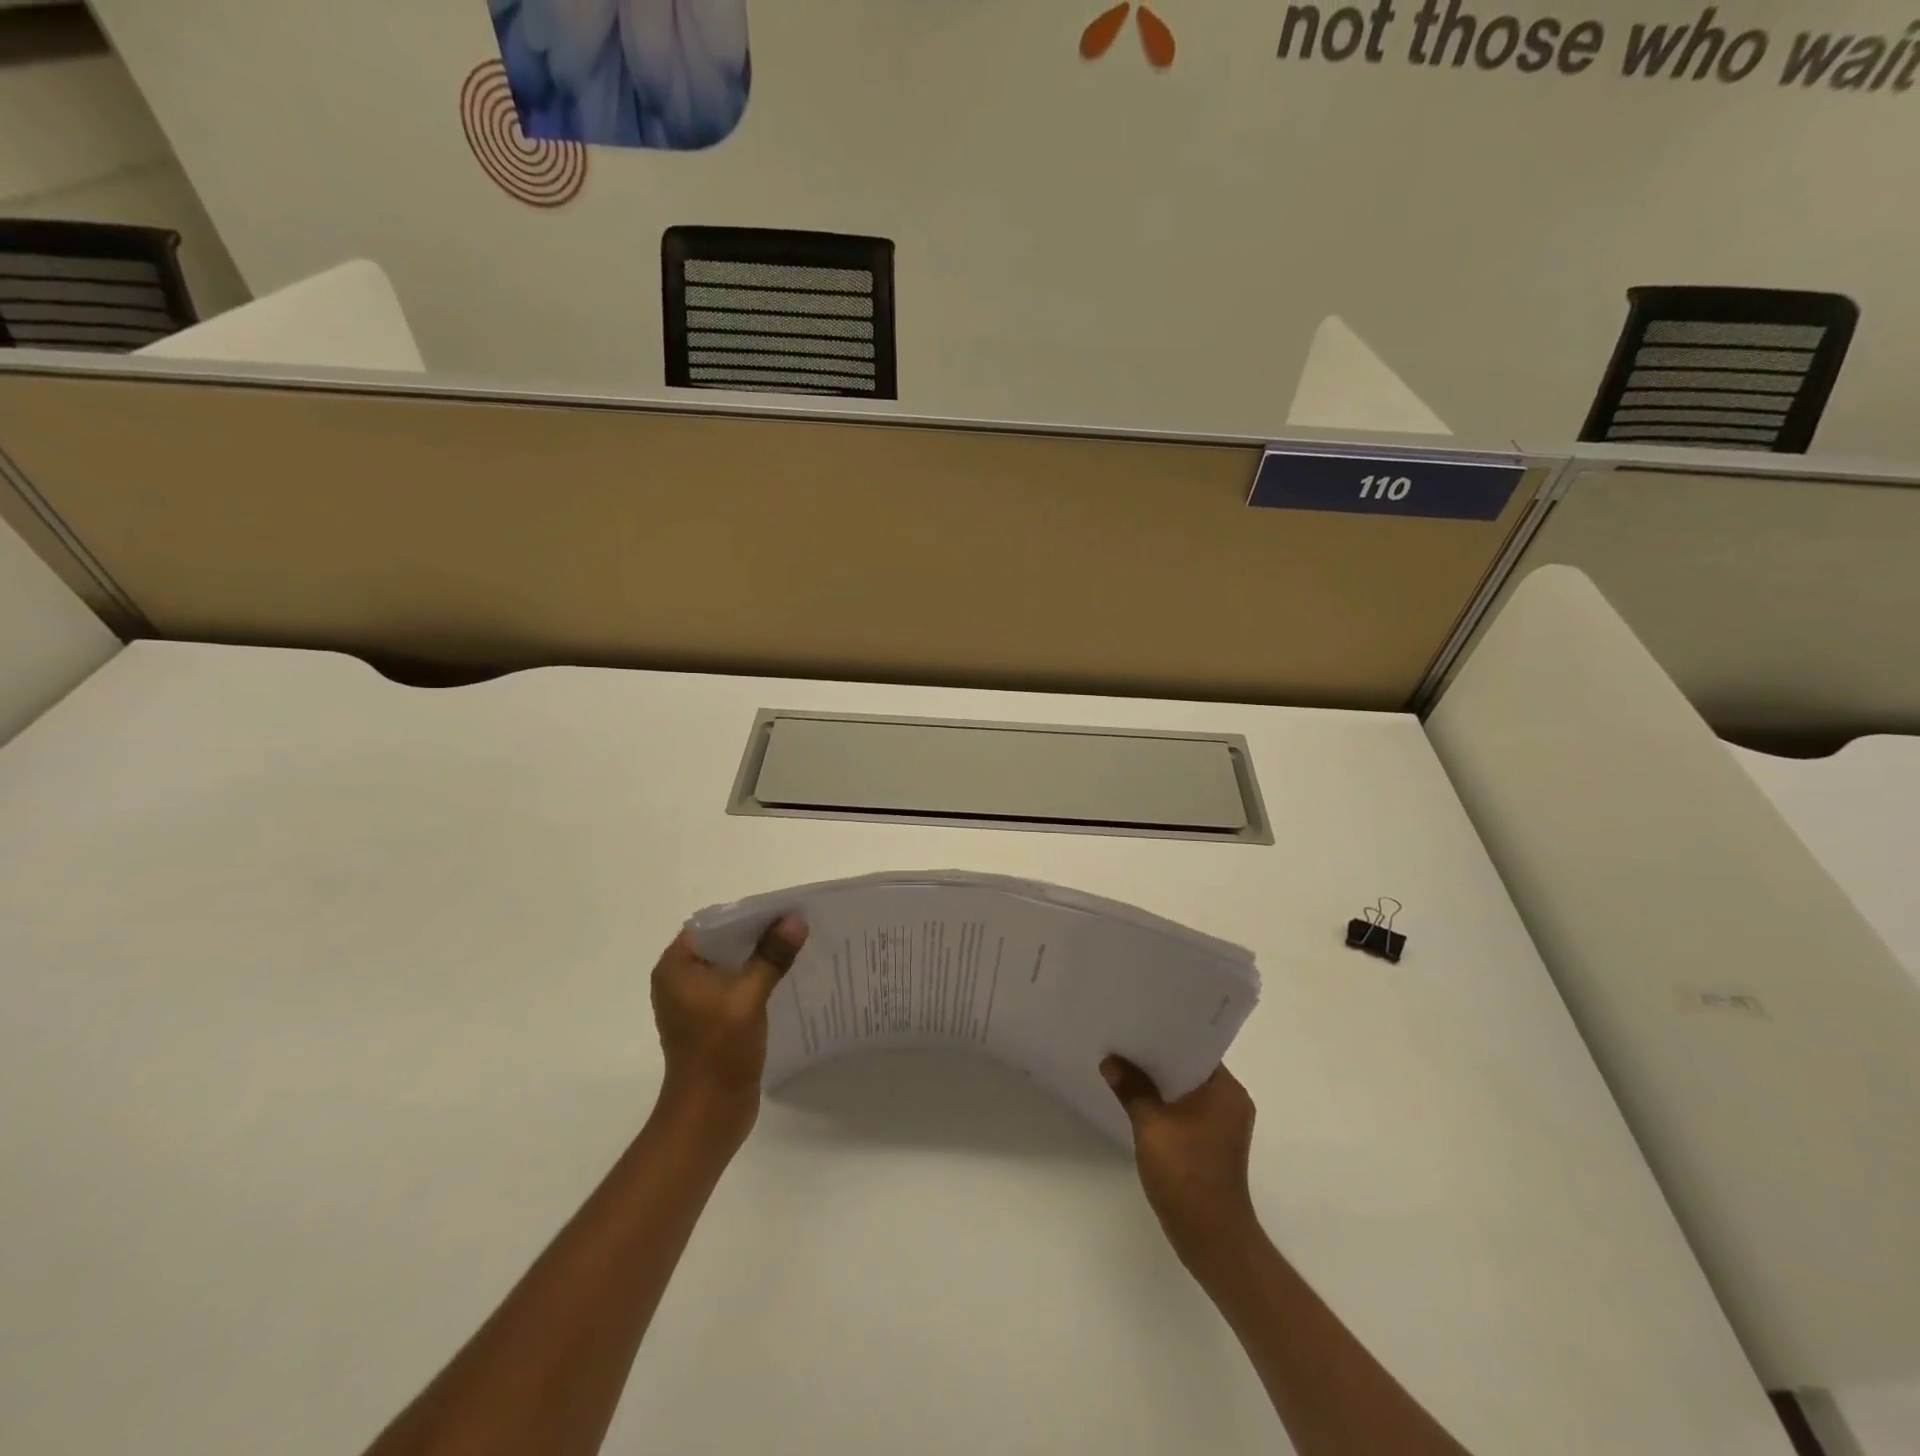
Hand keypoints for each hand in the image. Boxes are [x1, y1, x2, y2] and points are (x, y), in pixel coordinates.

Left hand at [650, 916, 806, 1144]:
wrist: (708, 1114)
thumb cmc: (720, 1051)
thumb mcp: (749, 997)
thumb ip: (771, 955)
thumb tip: (795, 919)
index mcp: (676, 967)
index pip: (713, 924)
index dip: (747, 913)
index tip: (782, 909)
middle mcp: (679, 979)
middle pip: (723, 942)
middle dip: (758, 933)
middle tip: (796, 924)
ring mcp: (694, 1001)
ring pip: (731, 964)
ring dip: (760, 955)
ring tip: (796, 945)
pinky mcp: (710, 1019)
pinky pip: (735, 985)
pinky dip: (757, 977)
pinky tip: (785, 976)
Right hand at [1102, 1056, 1260, 1277]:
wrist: (1212, 1239)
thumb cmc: (1186, 1175)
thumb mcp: (1151, 1126)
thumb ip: (1132, 1088)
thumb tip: (1110, 1061)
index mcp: (1226, 1090)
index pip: (1195, 1048)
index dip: (1165, 1035)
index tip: (1136, 1023)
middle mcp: (1231, 1101)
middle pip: (1189, 1067)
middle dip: (1157, 1058)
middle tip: (1122, 1041)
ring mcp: (1224, 1124)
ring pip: (1186, 1090)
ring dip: (1159, 1083)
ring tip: (1124, 1066)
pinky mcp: (1213, 1143)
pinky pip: (1187, 1110)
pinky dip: (1165, 1104)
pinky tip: (1137, 1100)